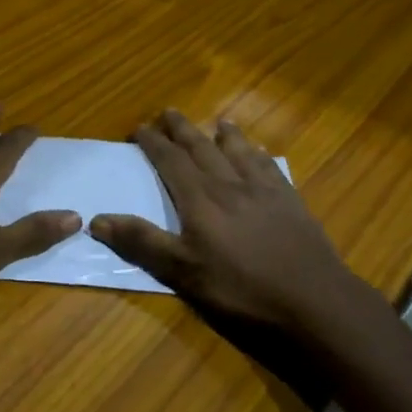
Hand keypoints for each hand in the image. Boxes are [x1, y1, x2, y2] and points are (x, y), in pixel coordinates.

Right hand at [89, 111, 385, 345]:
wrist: (314, 300)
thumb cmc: (241, 289)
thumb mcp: (183, 272)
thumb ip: (142, 242)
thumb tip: (97, 219)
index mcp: (200, 199)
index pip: (170, 161)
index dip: (153, 143)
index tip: (139, 128)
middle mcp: (229, 184)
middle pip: (202, 148)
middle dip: (183, 130)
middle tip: (169, 112)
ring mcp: (264, 191)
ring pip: (239, 152)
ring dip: (225, 135)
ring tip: (219, 121)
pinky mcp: (291, 202)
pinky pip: (270, 167)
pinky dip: (259, 155)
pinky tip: (260, 155)